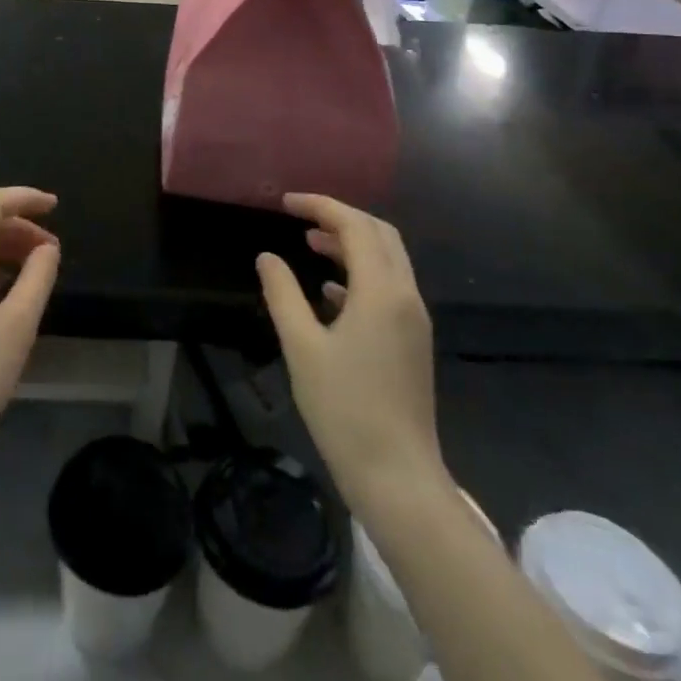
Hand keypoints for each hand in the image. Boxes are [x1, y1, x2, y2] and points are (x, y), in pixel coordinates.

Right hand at [257, 194, 445, 510]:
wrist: (397, 477)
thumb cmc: (344, 409)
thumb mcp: (301, 346)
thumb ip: (282, 294)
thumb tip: (267, 257)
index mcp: (381, 291)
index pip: (355, 225)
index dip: (320, 206)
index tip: (285, 204)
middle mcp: (405, 296)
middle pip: (379, 234)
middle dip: (340, 218)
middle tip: (300, 217)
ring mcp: (413, 320)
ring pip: (387, 260)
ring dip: (351, 244)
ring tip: (310, 244)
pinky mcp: (412, 342)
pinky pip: (388, 287)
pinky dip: (359, 274)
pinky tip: (329, 291)